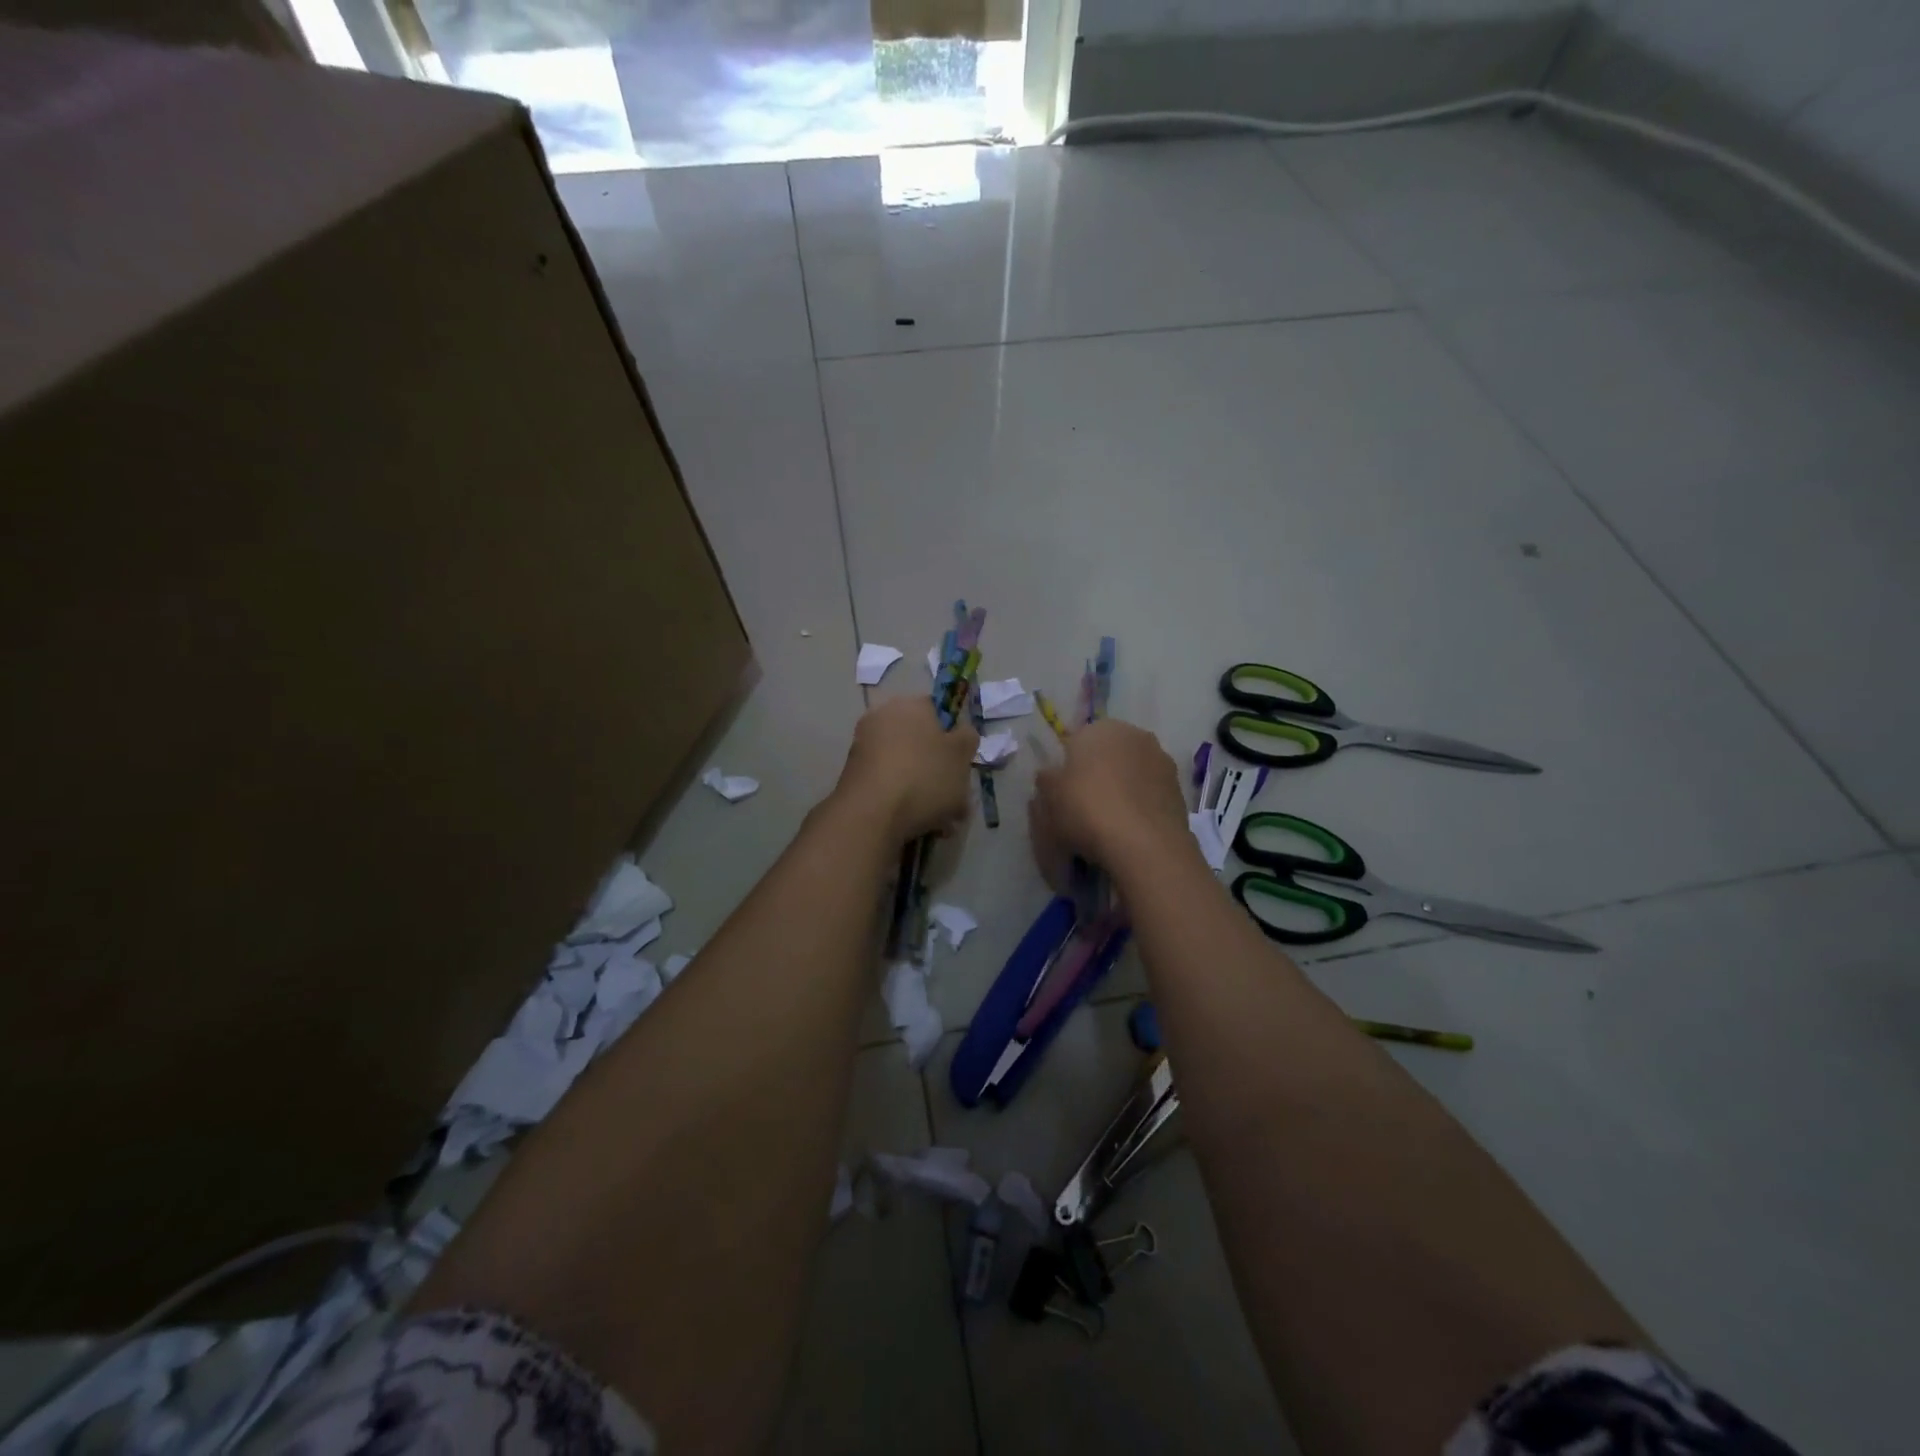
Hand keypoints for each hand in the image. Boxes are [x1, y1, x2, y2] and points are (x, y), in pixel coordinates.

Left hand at [832, 697, 978, 843]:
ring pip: (906, 767)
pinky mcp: (852, 777)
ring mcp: (863, 748)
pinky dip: (903, 800)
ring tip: (942, 821)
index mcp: (909, 705)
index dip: (953, 736)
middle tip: (956, 797)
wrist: (870, 814)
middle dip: (938, 769)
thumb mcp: (961, 755)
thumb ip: (967, 738)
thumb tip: (961, 733)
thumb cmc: (924, 776)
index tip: (962, 763)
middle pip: (920, 742)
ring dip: (924, 789)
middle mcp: (882, 719)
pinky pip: (888, 784)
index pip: (936, 710)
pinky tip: (920, 824)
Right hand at [1032, 719, 1189, 873]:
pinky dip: (1140, 804)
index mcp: (1099, 728)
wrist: (1144, 844)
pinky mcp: (1179, 787)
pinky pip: (1150, 792)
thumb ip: (1046, 780)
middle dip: (1098, 774)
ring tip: (1110, 822)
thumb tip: (1050, 775)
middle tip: (1085, 807)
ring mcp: (1161, 760)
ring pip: (1132, 772)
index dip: (1068, 768)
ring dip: (1122, 788)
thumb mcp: (1049, 797)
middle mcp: (1134, 735)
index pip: (1076, 742)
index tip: (1063, 794)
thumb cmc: (1086, 810)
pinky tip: (1131, 828)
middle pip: (1108, 754)